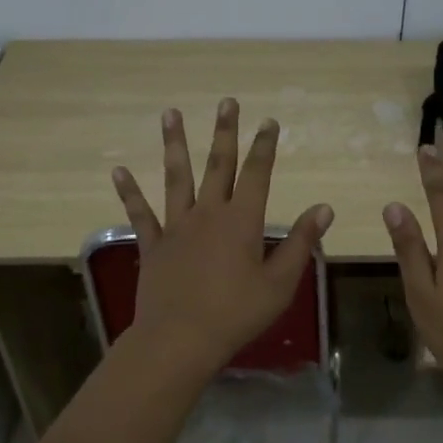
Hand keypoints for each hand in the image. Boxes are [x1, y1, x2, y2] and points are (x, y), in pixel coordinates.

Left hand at [110, 98, 332, 372]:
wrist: (180, 339)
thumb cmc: (237, 314)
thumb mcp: (280, 283)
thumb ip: (301, 243)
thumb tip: (324, 208)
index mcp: (242, 221)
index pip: (257, 174)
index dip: (264, 146)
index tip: (269, 121)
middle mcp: (208, 214)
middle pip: (218, 165)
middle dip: (225, 132)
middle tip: (227, 102)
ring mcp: (177, 227)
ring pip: (177, 177)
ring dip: (175, 144)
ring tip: (170, 113)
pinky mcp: (153, 245)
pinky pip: (140, 214)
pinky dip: (130, 192)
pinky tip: (119, 171)